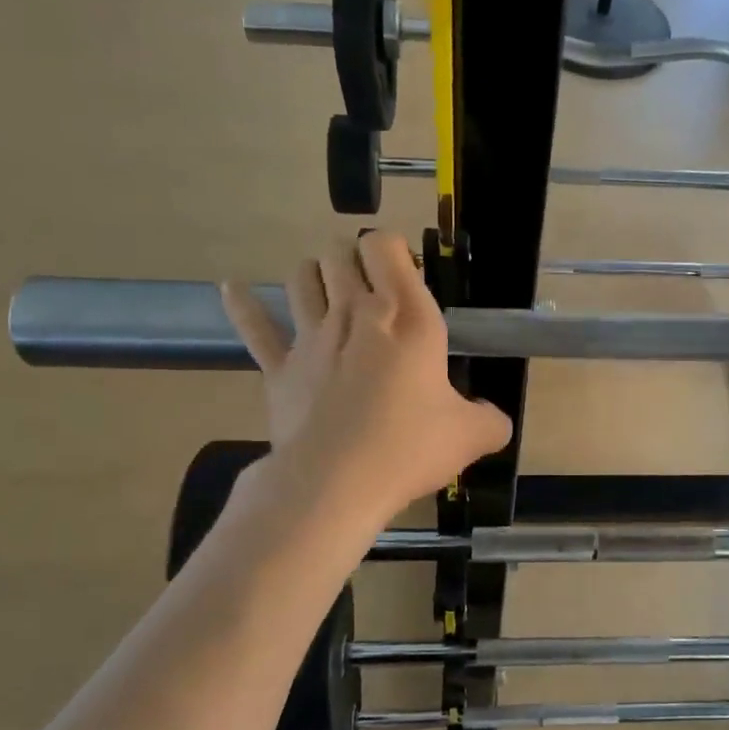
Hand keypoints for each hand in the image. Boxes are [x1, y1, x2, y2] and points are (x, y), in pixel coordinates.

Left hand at [221, 232, 512, 525]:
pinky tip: (232, 288)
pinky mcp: (279, 367)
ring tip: (325, 286)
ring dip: (313, 273)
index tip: (403, 274)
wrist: (336, 482)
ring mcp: (311, 337)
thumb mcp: (471, 436)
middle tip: (368, 284)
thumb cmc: (409, 447)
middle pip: (340, 253)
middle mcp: (355, 313)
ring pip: (302, 277)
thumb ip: (491, 420)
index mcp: (407, 317)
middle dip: (352, 257)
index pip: (386, 247)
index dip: (391, 249)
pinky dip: (243, 305)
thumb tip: (496, 420)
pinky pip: (255, 326)